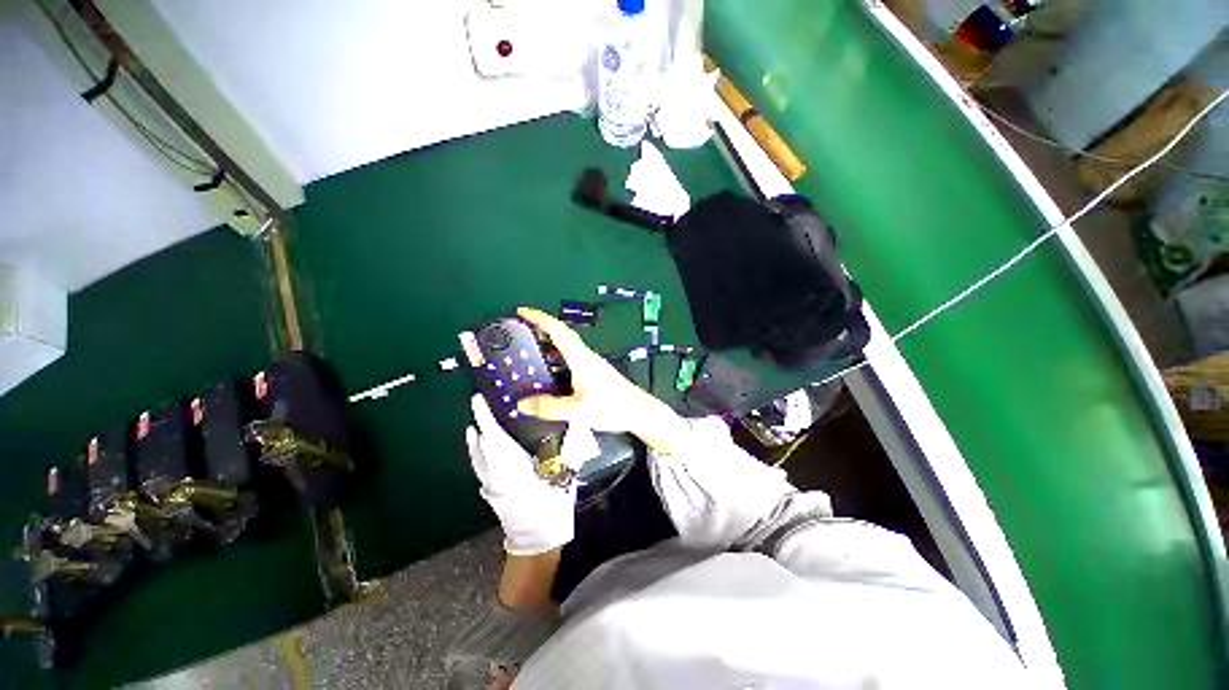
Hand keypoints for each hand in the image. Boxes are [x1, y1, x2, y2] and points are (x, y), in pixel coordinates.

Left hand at [467, 395, 575, 554]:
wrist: (538, 542)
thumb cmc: (551, 507)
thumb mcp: (563, 476)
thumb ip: (567, 449)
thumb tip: (576, 425)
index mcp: (512, 468)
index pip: (494, 437)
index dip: (486, 417)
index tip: (478, 400)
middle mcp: (495, 474)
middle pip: (481, 445)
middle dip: (479, 424)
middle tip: (480, 404)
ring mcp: (490, 486)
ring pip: (477, 458)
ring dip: (474, 441)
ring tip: (473, 425)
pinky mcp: (491, 493)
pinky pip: (480, 468)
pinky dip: (477, 455)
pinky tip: (481, 449)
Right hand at [515, 307, 689, 453]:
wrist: (638, 410)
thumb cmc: (614, 406)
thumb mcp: (577, 410)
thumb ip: (549, 408)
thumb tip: (524, 404)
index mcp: (580, 358)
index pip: (557, 330)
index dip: (538, 318)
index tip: (522, 311)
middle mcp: (586, 356)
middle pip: (561, 334)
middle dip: (541, 326)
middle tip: (523, 327)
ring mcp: (591, 363)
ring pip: (567, 345)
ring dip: (549, 341)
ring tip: (532, 347)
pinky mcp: (594, 371)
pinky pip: (571, 357)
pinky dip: (557, 355)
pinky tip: (552, 369)